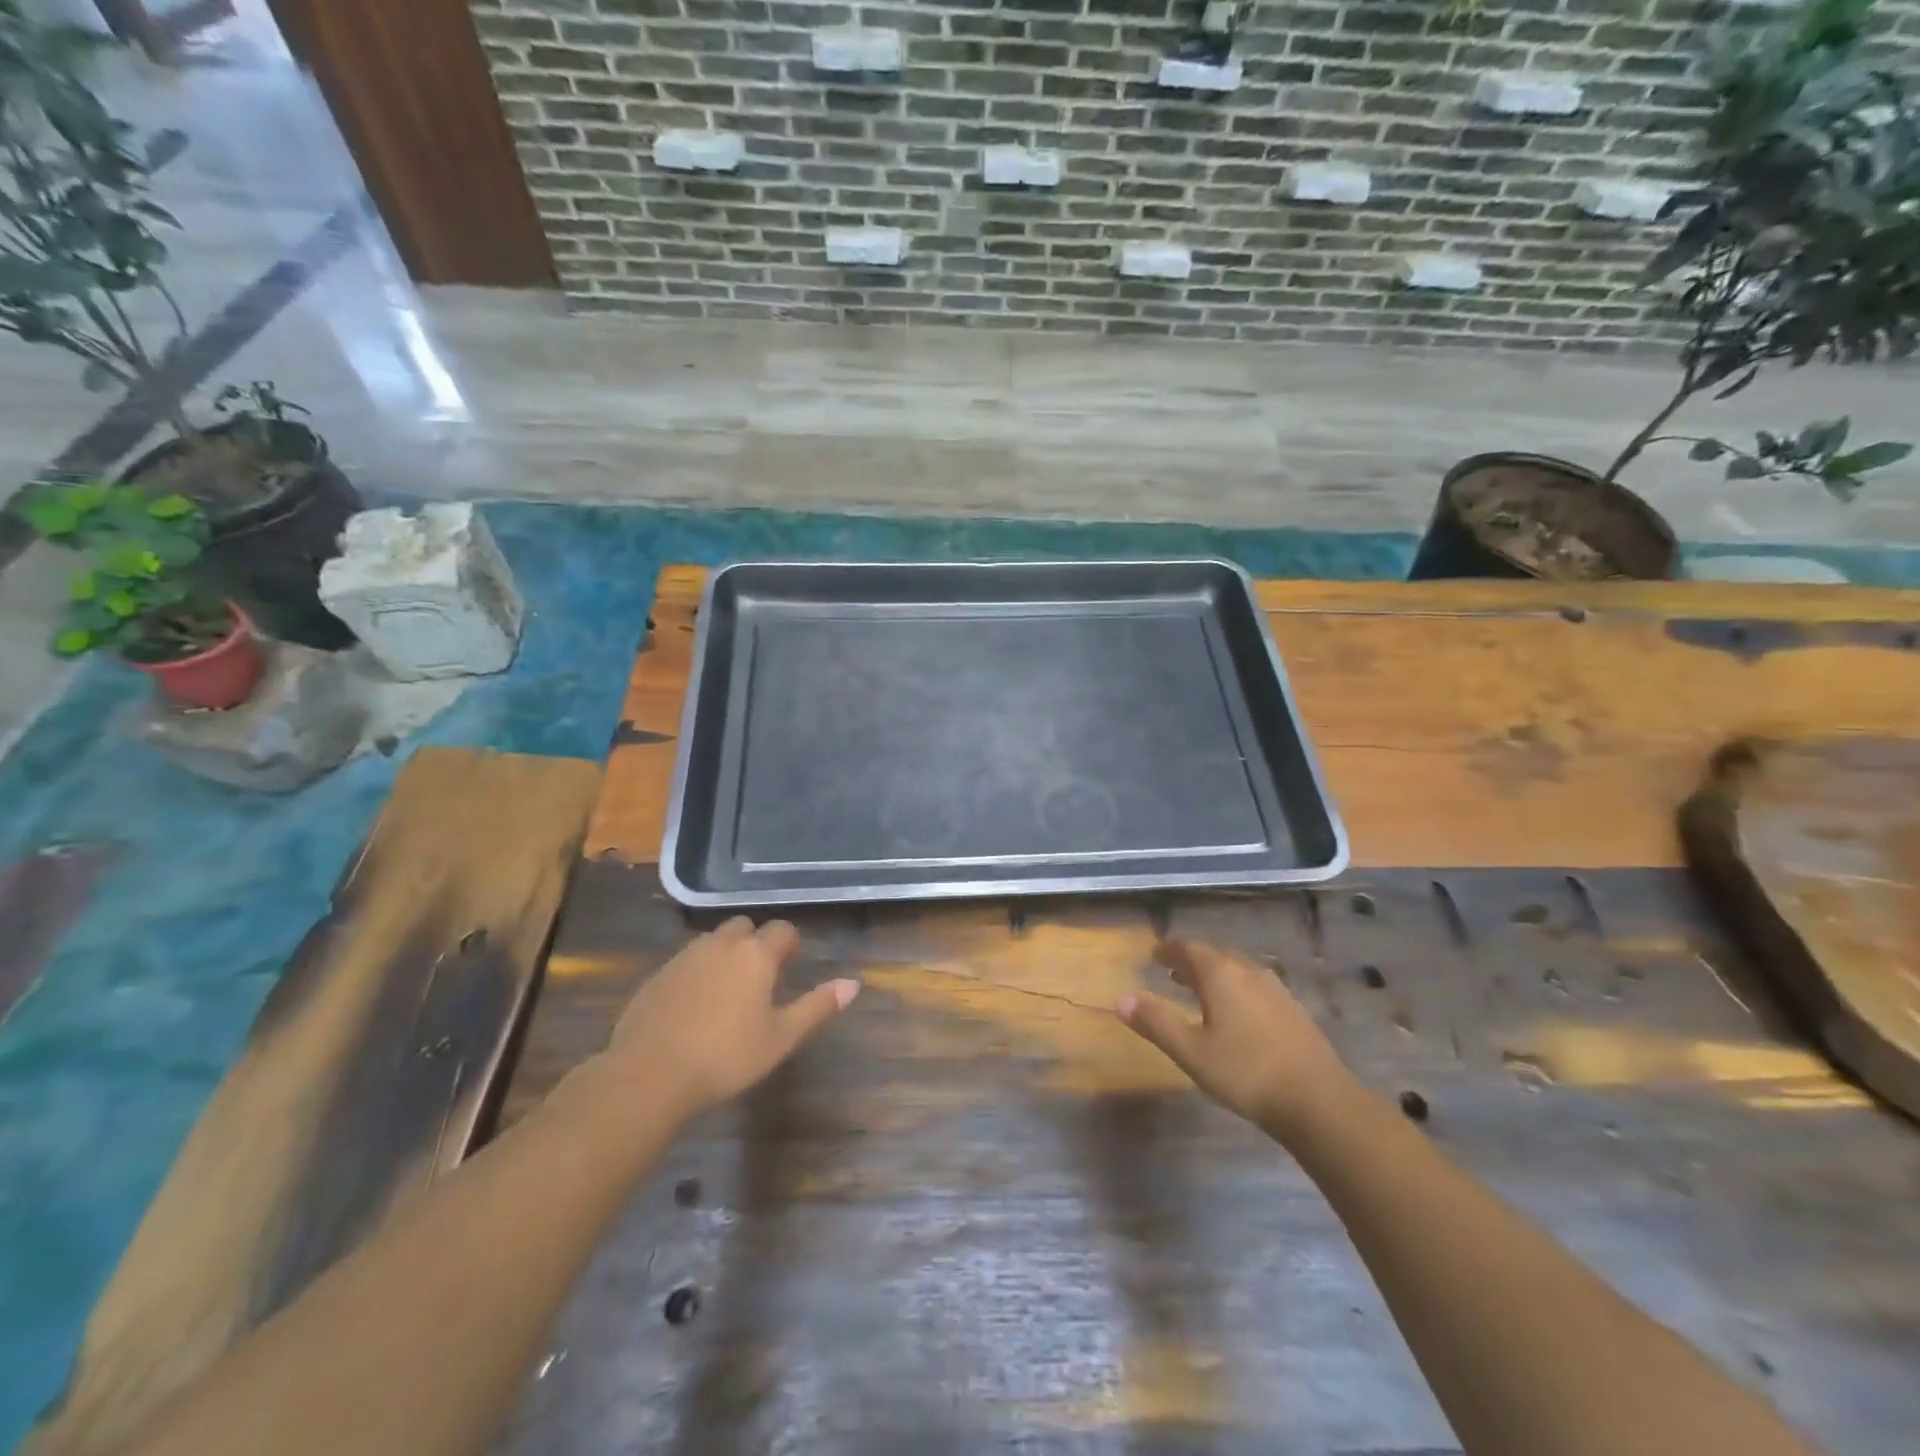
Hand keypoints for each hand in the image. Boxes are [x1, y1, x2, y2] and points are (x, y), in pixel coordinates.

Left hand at [603, 917, 858, 1120]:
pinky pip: (686, 961)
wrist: (648, 1075)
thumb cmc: (726, 1057)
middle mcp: (722, 945)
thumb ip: (818, 1007)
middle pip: (745, 927)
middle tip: (760, 976)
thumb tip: (853, 983)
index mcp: (756, 954)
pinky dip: (697, 972)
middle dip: (755, 942)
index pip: (782, 930)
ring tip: (728, 990)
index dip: (790, 944)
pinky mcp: (657, 976)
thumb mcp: (782, 1037)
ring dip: (725, 954)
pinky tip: (694, 1005)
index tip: (790, 965)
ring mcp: (685, 957)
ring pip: (713, 941)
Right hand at [1118, 939, 1356, 1141]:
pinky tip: (1236, 1013)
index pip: (1189, 948)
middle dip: (1190, 960)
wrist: (1319, 1101)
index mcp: (1221, 974)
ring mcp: (1276, 990)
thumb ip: (1156, 1022)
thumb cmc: (1246, 1072)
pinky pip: (1254, 986)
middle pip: (1214, 955)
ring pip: (1237, 970)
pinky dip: (1235, 989)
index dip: (1169, 950)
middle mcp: (1248, 972)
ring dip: (1214, 975)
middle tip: (1172, 971)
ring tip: (1198, 990)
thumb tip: (1121, 998)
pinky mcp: (1293, 1011)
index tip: (1154, 954)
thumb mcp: (1191, 1051)